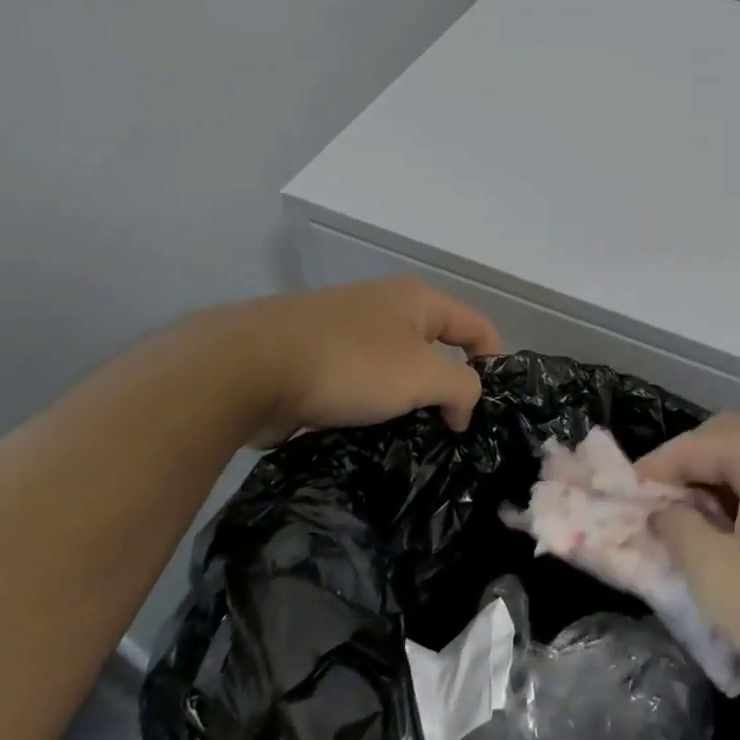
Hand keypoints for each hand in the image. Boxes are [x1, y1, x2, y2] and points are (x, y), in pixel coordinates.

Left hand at [208, 278, 501, 443]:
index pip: (476, 326)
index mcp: (416, 299)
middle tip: (449, 430)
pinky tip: (365, 436)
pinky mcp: (311, 356)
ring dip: (405, 401)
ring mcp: (344, 329)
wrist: (245, 368)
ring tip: (408, 440)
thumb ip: (462, 387)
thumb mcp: (423, 375)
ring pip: (394, 368)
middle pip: (435, 347)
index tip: (488, 410)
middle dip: (446, 387)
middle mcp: (383, 305)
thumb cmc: (349, 364)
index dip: (494, 363)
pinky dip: (368, 406)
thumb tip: (461, 407)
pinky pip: (357, 382)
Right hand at [639, 414, 739, 722]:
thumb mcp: (720, 578)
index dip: (651, 474)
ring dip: (721, 501)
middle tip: (659, 522)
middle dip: (687, 480)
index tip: (621, 508)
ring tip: (698, 546)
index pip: (692, 444)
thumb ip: (678, 534)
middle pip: (727, 447)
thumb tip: (664, 512)